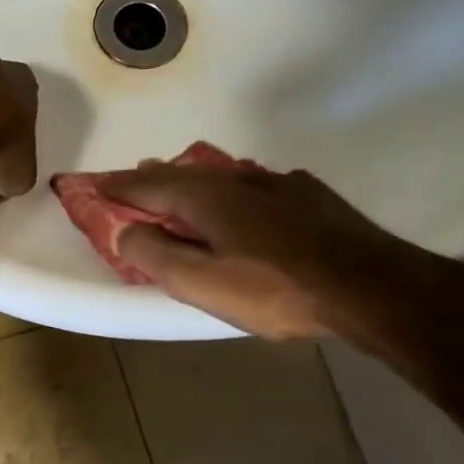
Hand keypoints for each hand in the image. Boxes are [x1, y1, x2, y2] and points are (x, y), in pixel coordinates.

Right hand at [94, 162, 461, 339]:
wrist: (373, 286)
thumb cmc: (277, 290)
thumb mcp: (204, 285)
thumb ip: (156, 256)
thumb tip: (123, 230)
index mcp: (205, 198)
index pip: (145, 185)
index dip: (115, 187)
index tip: (89, 186)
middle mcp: (235, 179)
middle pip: (180, 174)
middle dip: (149, 179)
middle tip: (128, 184)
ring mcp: (276, 182)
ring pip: (218, 175)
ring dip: (189, 180)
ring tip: (175, 185)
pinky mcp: (308, 195)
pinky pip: (252, 183)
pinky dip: (229, 188)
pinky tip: (241, 199)